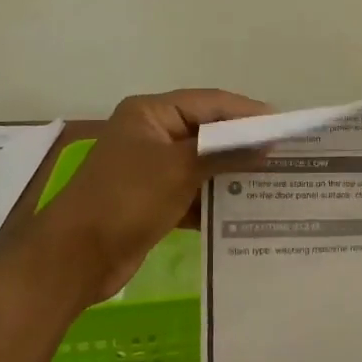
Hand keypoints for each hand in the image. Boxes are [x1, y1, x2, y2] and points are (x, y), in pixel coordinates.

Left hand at [30, 88, 270, 303]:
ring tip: (275, 182)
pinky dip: (216, 200)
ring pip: (203, 165)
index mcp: (151, 114)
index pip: (210, 103)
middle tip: (286, 155)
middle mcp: (152, 135)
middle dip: (244, 145)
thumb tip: (267, 144)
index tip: (286, 127)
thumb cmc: (126, 199)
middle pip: (208, 132)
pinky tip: (246, 211)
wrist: (75, 258)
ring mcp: (152, 170)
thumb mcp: (179, 169)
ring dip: (233, 174)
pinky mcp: (154, 201)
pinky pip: (193, 193)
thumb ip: (225, 152)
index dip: (248, 113)